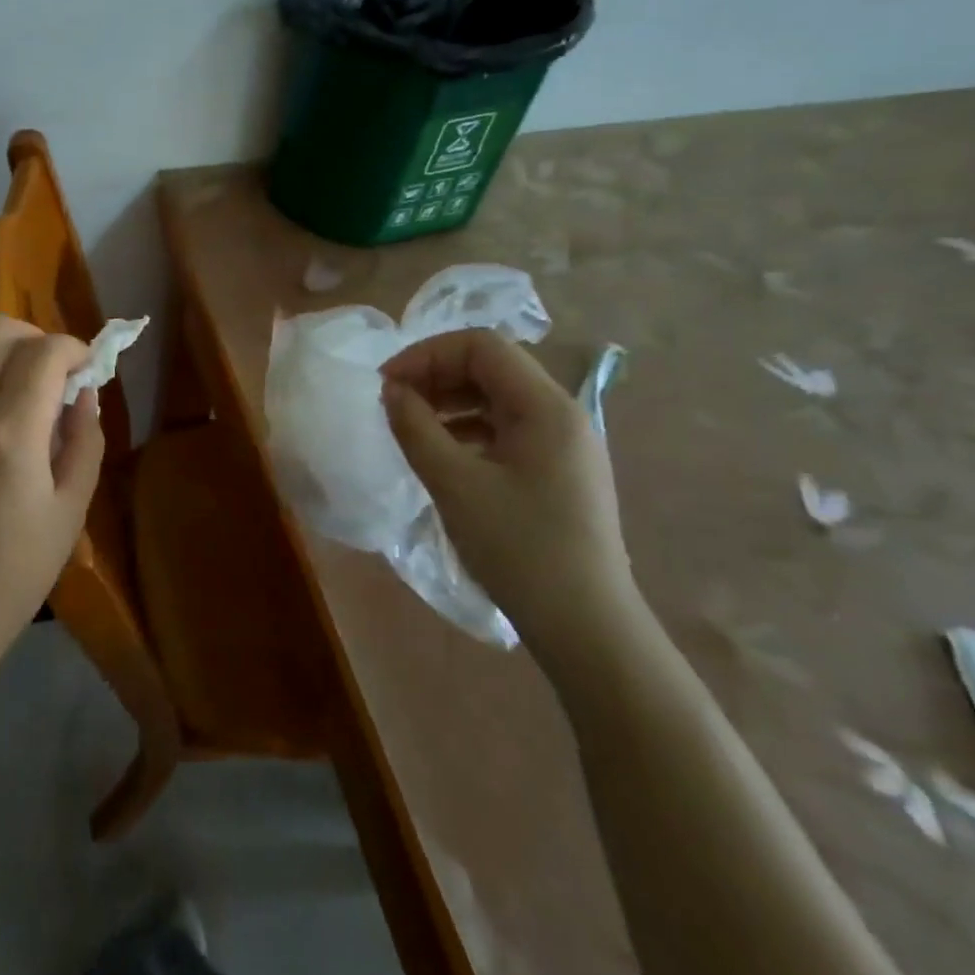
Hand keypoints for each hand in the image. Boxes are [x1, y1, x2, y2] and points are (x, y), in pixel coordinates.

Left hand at [0, 315, 105, 669]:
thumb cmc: (9, 577)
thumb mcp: (70, 513)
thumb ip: (84, 441)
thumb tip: (84, 394)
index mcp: (10, 433)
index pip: (46, 352)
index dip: (75, 349)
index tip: (86, 369)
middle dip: (36, 339)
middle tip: (53, 376)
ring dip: (0, 356)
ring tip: (16, 398)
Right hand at [380, 328, 638, 659]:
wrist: (586, 627)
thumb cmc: (518, 548)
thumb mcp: (453, 483)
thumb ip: (415, 426)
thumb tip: (392, 390)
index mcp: (545, 407)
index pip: (481, 346)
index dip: (427, 354)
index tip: (387, 383)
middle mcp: (562, 414)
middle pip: (491, 367)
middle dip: (436, 374)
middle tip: (393, 402)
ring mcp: (565, 443)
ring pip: (498, 397)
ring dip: (450, 400)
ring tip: (410, 425)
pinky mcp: (559, 470)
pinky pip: (508, 428)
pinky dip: (469, 427)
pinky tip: (442, 452)